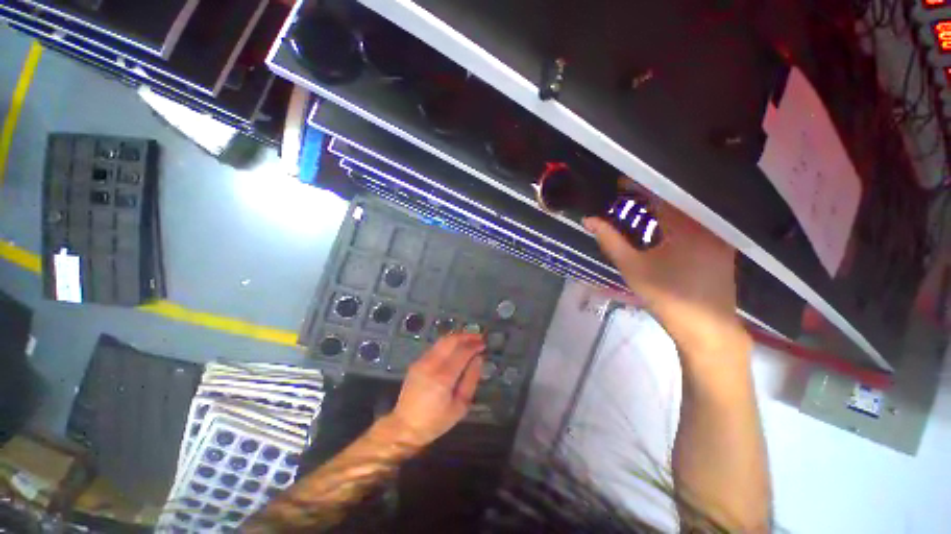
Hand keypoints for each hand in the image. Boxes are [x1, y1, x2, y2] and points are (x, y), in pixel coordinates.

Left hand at [388, 333, 484, 446]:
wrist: (405, 426)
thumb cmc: (436, 421)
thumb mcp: (460, 406)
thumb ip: (471, 379)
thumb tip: (478, 359)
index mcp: (443, 377)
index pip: (462, 352)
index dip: (474, 345)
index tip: (484, 344)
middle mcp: (431, 364)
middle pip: (451, 340)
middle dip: (466, 336)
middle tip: (478, 337)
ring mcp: (422, 361)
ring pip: (442, 340)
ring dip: (457, 337)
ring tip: (469, 339)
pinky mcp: (416, 362)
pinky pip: (435, 347)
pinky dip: (448, 344)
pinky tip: (455, 348)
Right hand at [584, 190, 747, 354]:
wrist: (706, 328)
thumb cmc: (666, 297)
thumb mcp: (632, 267)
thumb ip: (610, 240)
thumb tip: (589, 220)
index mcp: (685, 226)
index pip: (659, 194)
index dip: (637, 185)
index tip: (619, 183)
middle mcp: (707, 223)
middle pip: (674, 198)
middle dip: (648, 195)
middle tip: (625, 197)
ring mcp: (718, 234)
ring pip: (686, 210)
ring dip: (662, 206)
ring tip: (639, 210)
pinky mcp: (722, 245)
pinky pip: (696, 222)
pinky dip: (675, 219)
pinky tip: (660, 227)